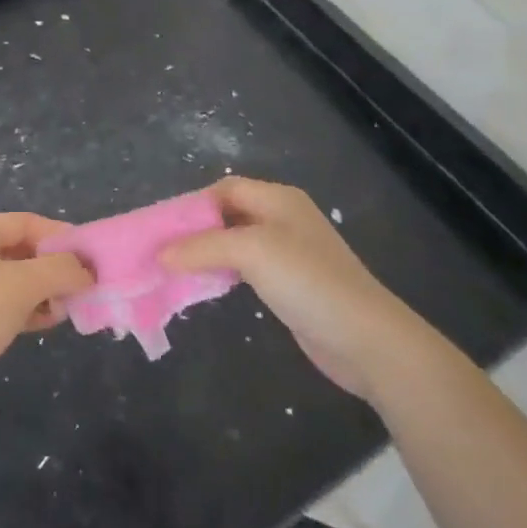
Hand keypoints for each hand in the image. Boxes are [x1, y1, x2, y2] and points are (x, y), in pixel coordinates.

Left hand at [0, 213, 94, 424]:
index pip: (29, 223)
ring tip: (62, 313)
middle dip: (53, 270)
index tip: (92, 264)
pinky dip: (21, 308)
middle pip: (21, 249)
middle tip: (79, 293)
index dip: (63, 240)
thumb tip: (85, 270)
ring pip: (11, 278)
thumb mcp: (20, 288)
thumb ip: (59, 271)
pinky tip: (40, 325)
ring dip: (40, 292)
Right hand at [162, 177, 409, 396]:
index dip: (193, 205)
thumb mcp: (252, 252)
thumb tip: (160, 254)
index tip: (161, 228)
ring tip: (173, 271)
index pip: (225, 188)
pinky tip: (206, 288)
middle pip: (228, 215)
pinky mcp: (290, 285)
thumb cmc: (308, 281)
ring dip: (206, 254)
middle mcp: (283, 219)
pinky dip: (223, 274)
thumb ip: (203, 247)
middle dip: (195, 231)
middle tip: (161, 251)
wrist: (365, 339)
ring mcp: (288, 254)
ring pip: (235, 244)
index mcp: (278, 199)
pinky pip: (246, 270)